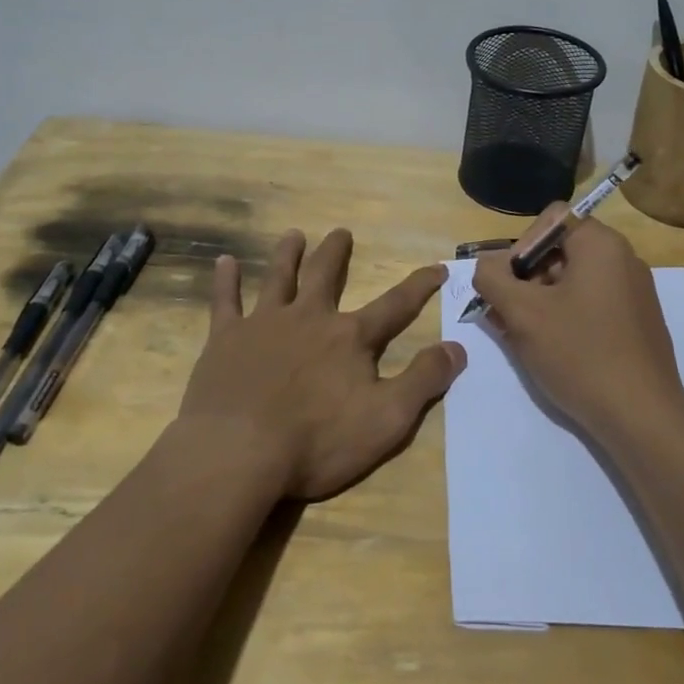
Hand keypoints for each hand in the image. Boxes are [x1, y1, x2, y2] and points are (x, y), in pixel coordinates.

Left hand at [177, 228, 465, 499]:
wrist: (237, 452)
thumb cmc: (317, 441)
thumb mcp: (387, 419)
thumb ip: (424, 381)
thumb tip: (458, 347)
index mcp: (349, 338)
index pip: (395, 305)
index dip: (419, 286)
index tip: (437, 266)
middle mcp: (309, 319)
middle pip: (326, 276)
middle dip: (337, 253)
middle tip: (342, 231)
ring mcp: (264, 325)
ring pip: (279, 278)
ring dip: (287, 255)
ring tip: (293, 235)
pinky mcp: (225, 340)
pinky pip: (225, 302)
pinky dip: (225, 281)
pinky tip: (225, 262)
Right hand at [471, 206, 683, 442]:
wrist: (642, 417)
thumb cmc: (579, 353)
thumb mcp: (522, 313)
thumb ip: (493, 278)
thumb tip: (486, 263)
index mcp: (602, 245)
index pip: (551, 219)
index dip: (521, 245)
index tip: (508, 283)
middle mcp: (624, 260)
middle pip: (561, 251)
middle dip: (526, 278)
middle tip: (506, 314)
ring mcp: (635, 293)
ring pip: (574, 282)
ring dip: (541, 301)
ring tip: (522, 337)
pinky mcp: (638, 323)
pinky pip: (592, 305)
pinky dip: (566, 318)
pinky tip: (551, 351)